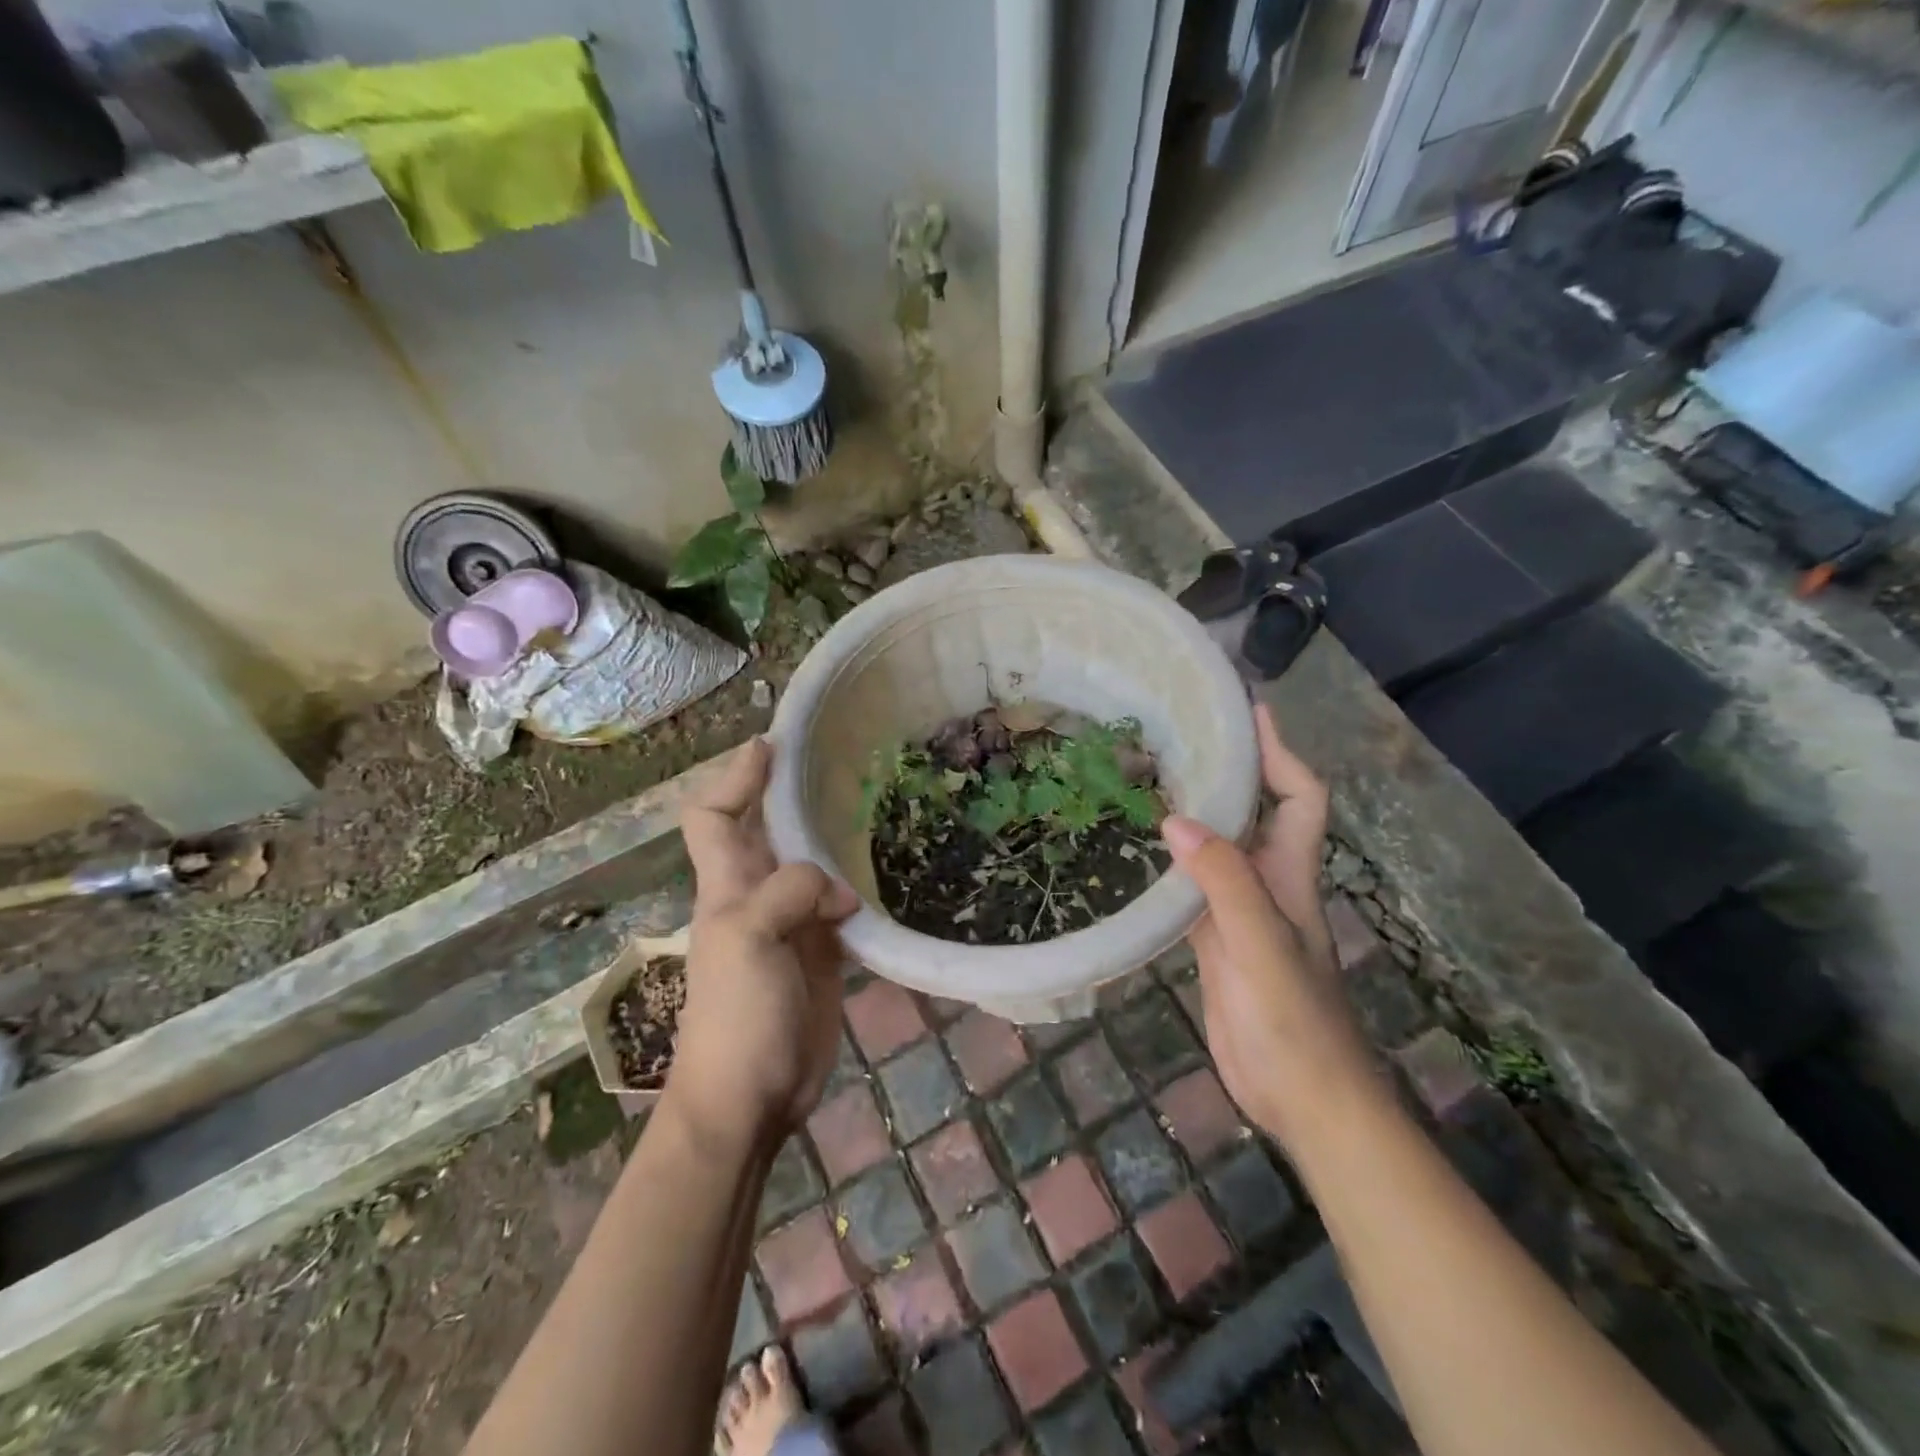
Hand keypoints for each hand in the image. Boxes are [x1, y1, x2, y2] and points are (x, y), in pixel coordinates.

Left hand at [664, 738, 858, 1152]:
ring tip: (873, 805)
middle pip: (768, 831)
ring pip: (810, 864)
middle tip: (838, 761)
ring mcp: (792, 924)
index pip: (714, 816)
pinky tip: (886, 872)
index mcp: (727, 885)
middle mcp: (758, 895)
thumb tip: (841, 892)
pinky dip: (857, 886)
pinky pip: (840, 905)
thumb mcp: (748, 939)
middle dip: (791, 794)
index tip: (771, 744)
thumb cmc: (736, 1015)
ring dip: (832, 838)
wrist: (751, 1097)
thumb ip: (789, 892)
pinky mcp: (824, 951)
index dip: (735, 778)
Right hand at [1160, 706, 1374, 1144]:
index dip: (1281, 751)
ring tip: (1153, 776)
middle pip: (1257, 812)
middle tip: (1182, 733)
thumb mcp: (1260, 944)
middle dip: (1232, 769)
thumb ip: (1223, 881)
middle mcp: (1269, 883)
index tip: (1250, 709)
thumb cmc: (1294, 1019)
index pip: (1299, 796)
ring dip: (1198, 811)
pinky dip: (1173, 861)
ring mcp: (1242, 912)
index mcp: (1290, 874)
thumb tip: (1173, 819)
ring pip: (1221, 846)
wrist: (1303, 1097)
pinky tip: (1141, 849)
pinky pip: (1193, 886)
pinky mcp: (1217, 940)